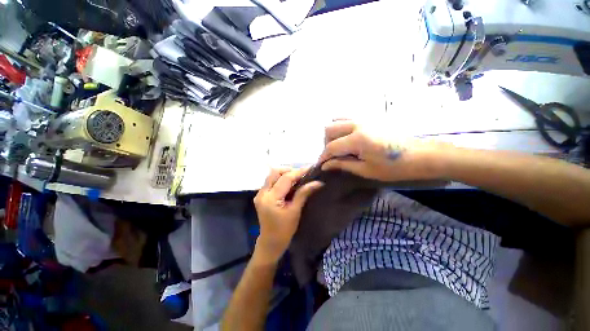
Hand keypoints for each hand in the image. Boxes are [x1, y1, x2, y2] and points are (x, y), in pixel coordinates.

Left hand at [254, 168, 322, 263]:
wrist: (270, 242)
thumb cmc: (284, 230)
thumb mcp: (295, 211)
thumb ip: (303, 193)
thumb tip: (318, 182)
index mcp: (271, 198)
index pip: (285, 179)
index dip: (298, 172)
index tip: (310, 168)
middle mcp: (262, 193)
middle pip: (275, 172)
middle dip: (289, 171)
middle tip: (302, 175)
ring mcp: (259, 194)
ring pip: (272, 176)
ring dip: (285, 174)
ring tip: (297, 179)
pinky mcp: (261, 195)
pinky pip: (271, 182)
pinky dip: (281, 180)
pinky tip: (289, 185)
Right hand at [318, 120, 449, 181]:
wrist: (421, 155)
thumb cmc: (394, 167)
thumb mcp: (366, 170)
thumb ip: (343, 164)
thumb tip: (326, 165)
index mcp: (357, 139)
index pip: (331, 147)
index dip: (324, 157)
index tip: (321, 165)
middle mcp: (357, 125)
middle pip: (329, 129)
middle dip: (326, 143)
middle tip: (333, 156)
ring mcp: (364, 119)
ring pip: (337, 121)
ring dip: (333, 134)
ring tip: (340, 146)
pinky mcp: (369, 118)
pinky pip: (348, 118)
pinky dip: (342, 127)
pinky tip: (348, 138)